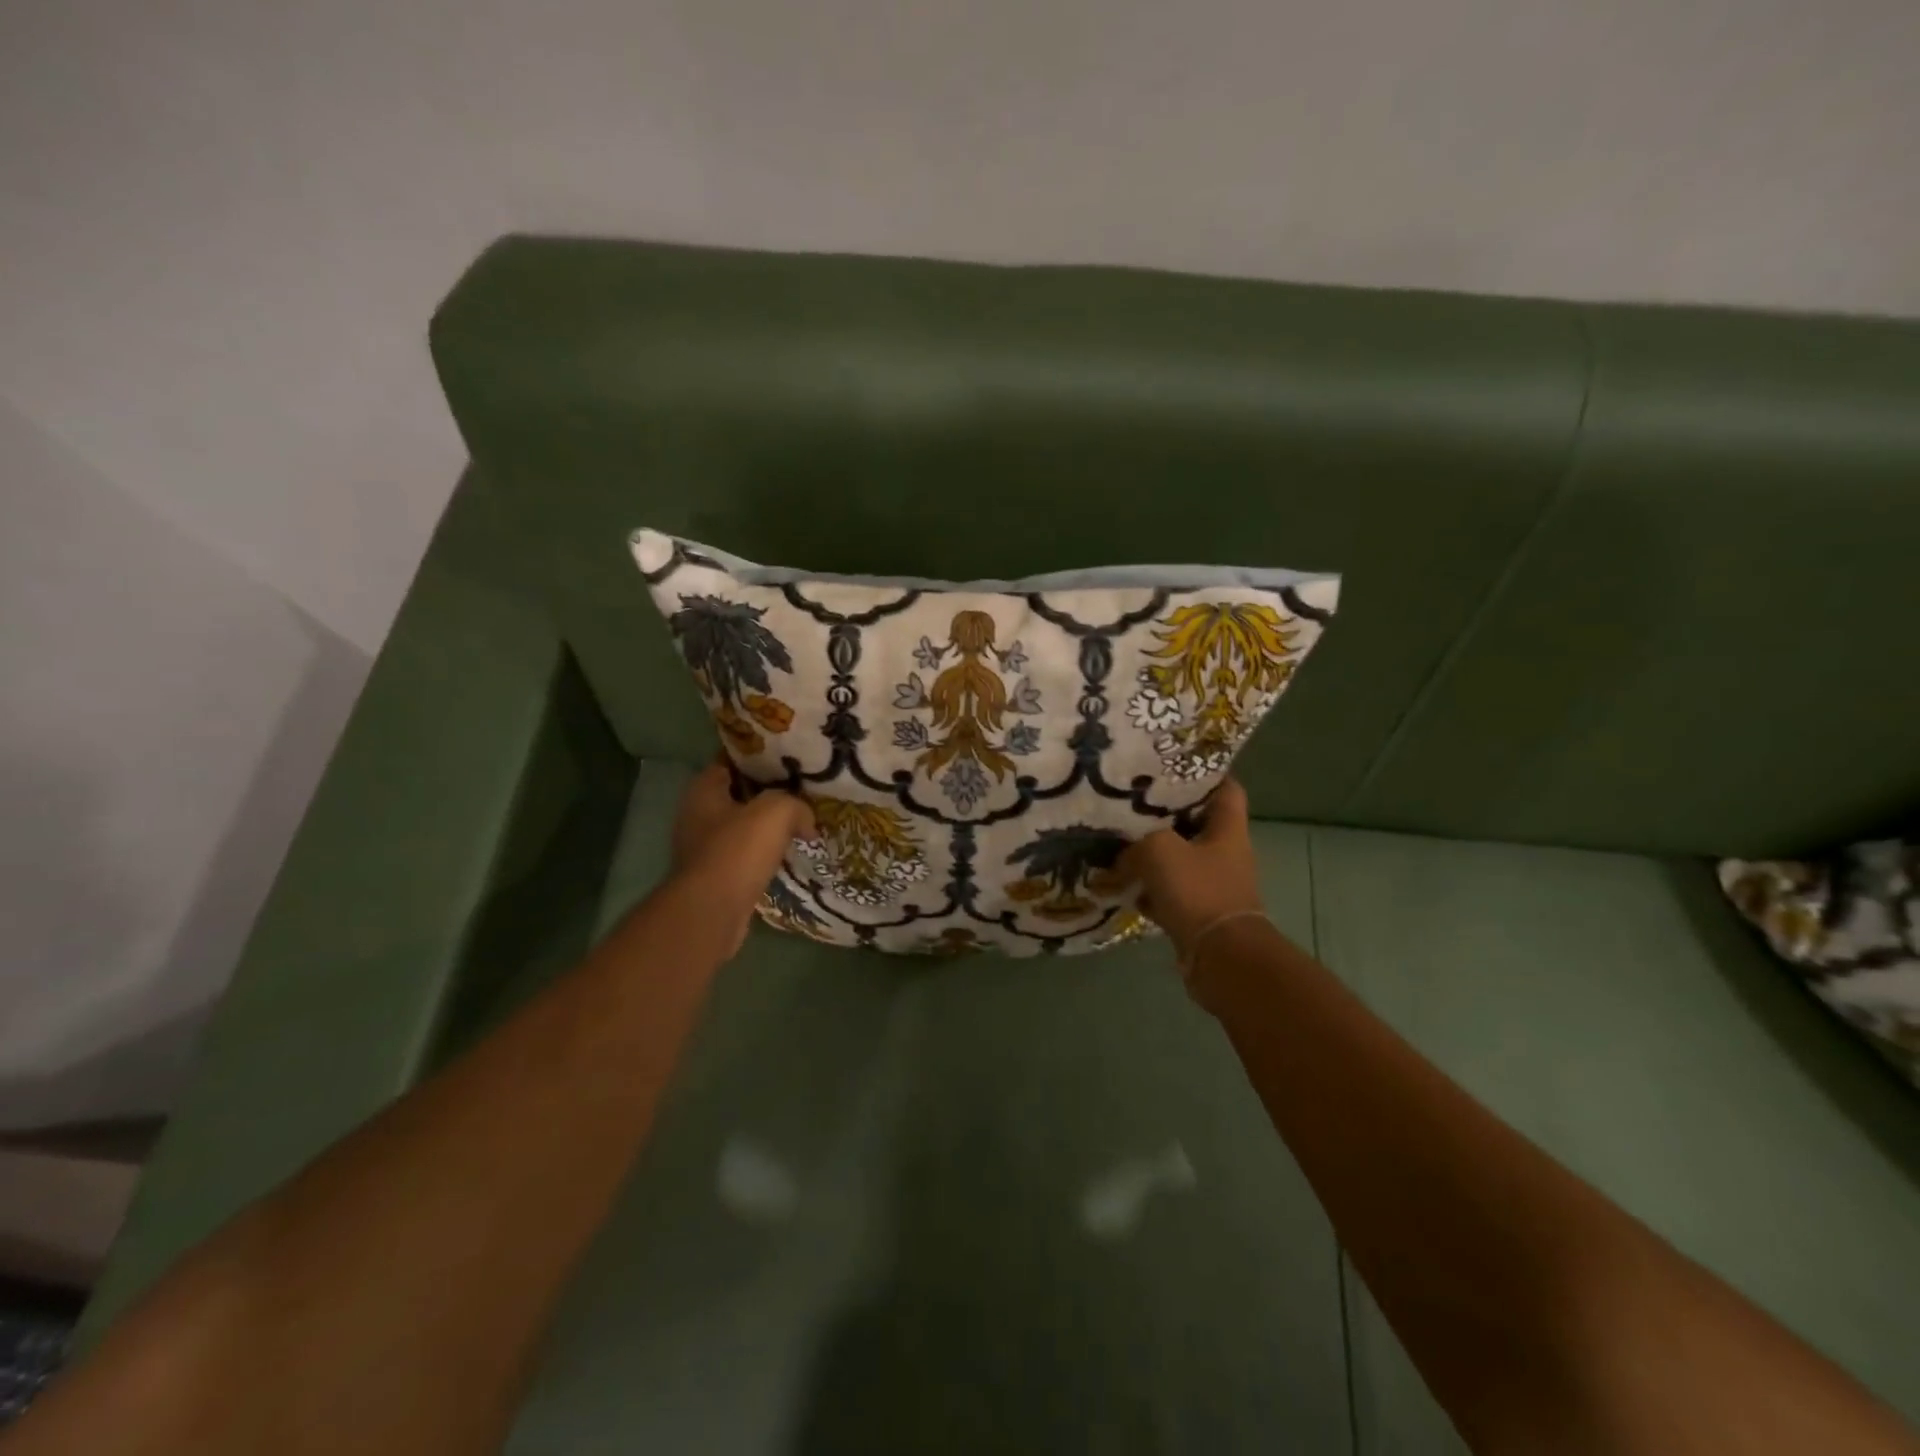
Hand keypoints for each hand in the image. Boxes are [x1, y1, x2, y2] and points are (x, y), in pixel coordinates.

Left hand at [671, 756, 815, 954]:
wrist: (712, 911)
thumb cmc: (738, 850)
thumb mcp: (777, 811)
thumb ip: (796, 805)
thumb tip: (807, 821)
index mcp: (703, 789)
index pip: (730, 760)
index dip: (759, 757)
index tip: (787, 759)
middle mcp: (696, 814)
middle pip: (737, 794)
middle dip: (766, 792)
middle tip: (800, 791)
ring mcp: (701, 847)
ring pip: (741, 826)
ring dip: (765, 827)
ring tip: (799, 823)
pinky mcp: (712, 875)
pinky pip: (743, 855)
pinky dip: (762, 853)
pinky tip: (786, 854)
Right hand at [1117, 778, 1264, 961]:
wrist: (1220, 957)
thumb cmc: (1198, 891)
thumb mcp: (1159, 850)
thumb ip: (1136, 842)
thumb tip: (1123, 854)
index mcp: (1227, 830)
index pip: (1226, 790)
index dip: (1205, 775)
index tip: (1173, 767)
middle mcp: (1224, 854)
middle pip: (1196, 825)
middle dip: (1165, 816)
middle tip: (1131, 804)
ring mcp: (1212, 886)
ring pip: (1179, 860)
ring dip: (1152, 855)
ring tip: (1118, 842)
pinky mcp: (1197, 914)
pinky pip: (1169, 893)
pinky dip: (1149, 890)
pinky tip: (1122, 885)